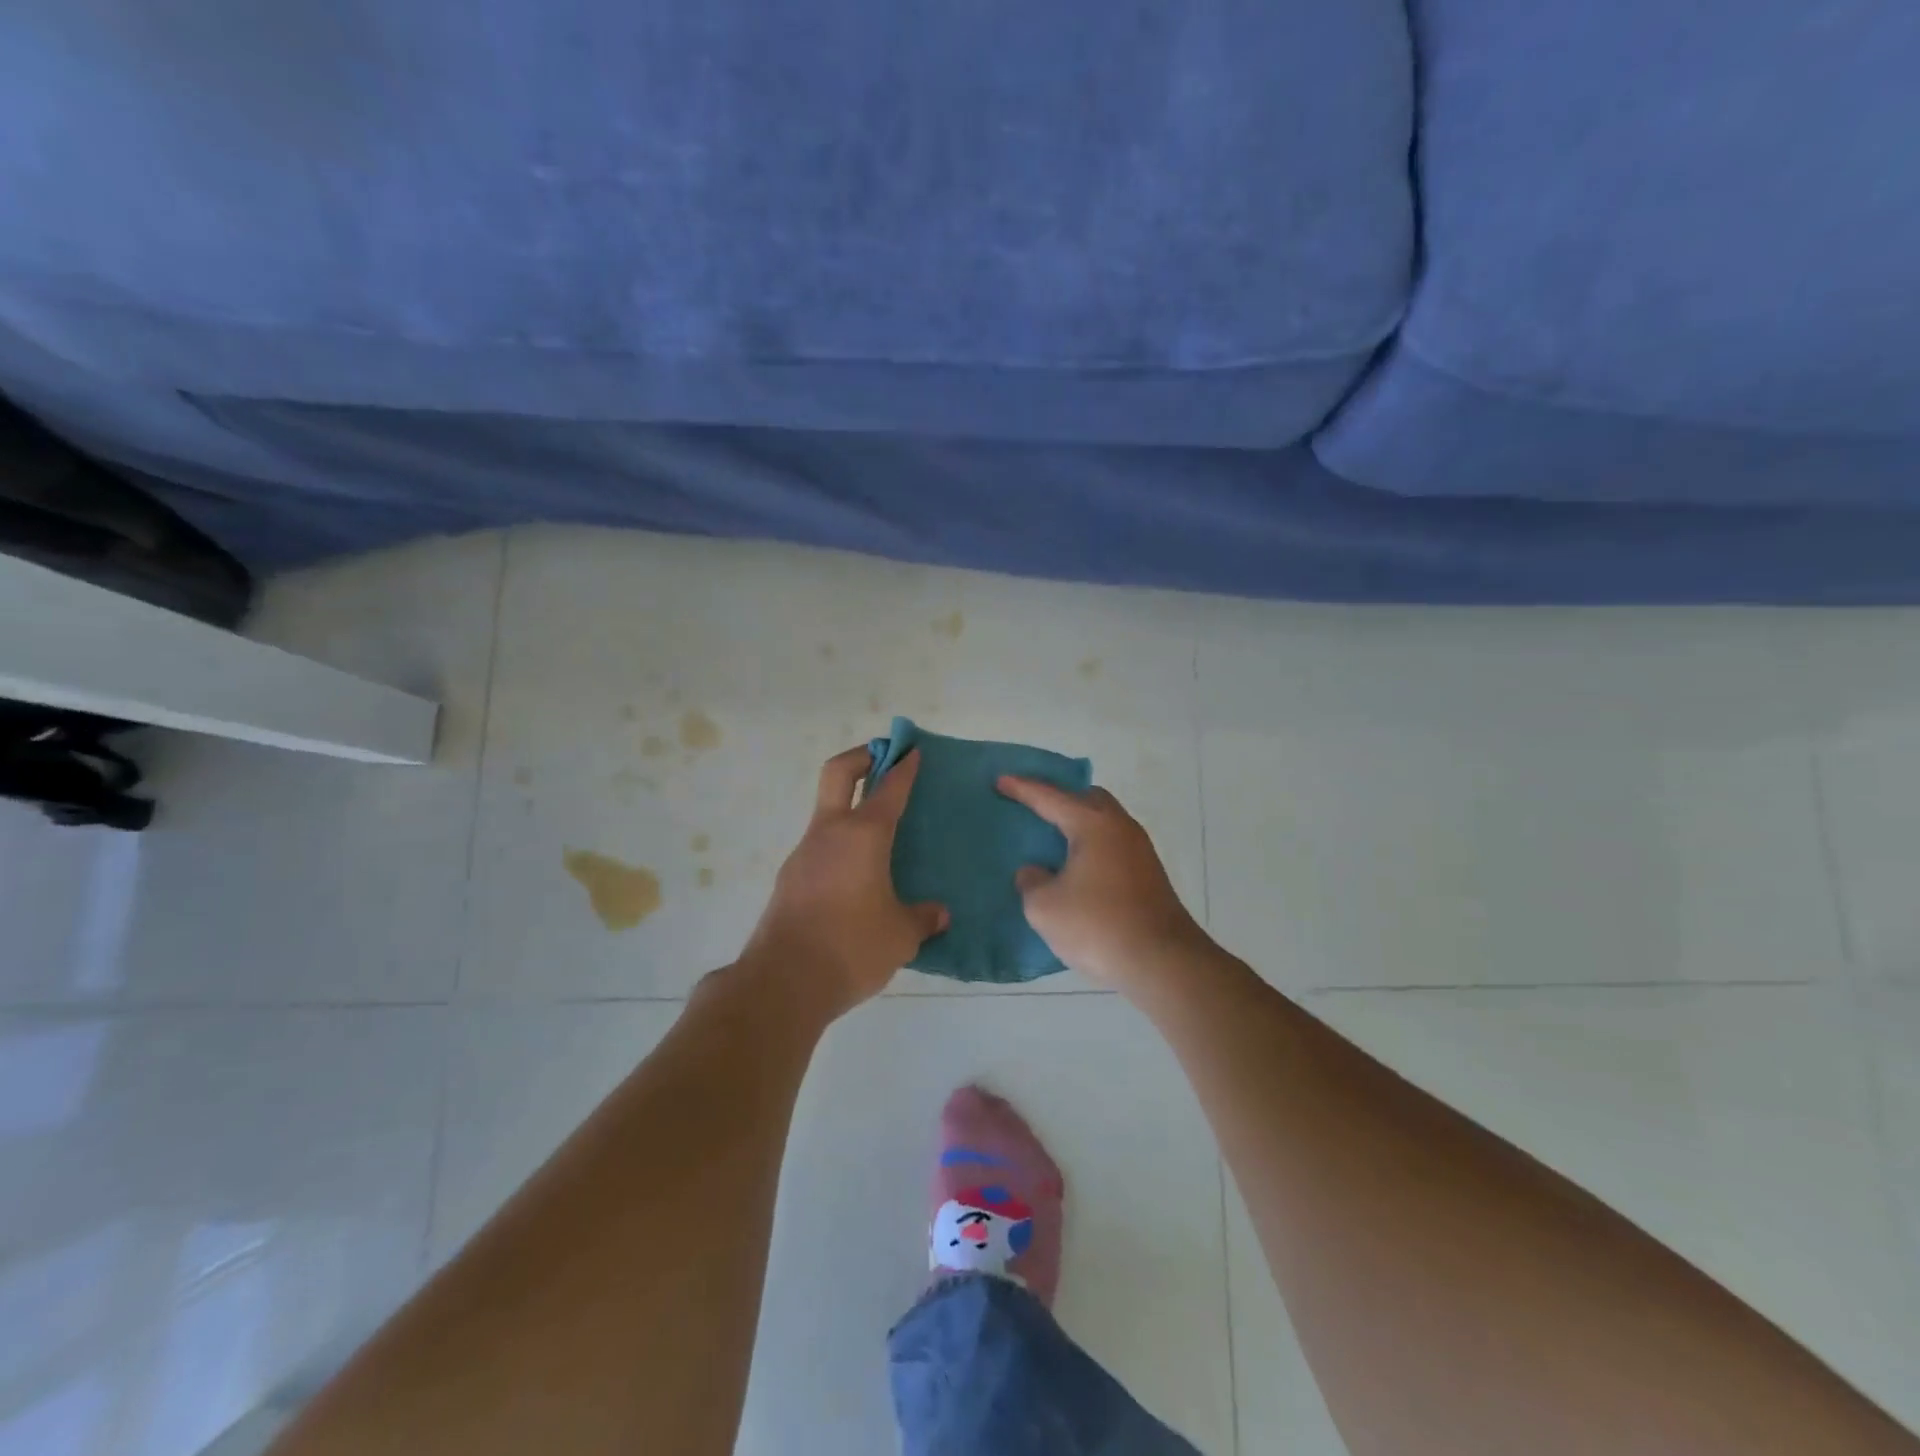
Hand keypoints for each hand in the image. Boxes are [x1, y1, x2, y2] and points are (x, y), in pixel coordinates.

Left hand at [741, 746, 948, 1018]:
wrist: (783, 982)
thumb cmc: (852, 947)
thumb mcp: (901, 936)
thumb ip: (923, 918)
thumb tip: (939, 914)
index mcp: (863, 835)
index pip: (888, 788)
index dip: (904, 767)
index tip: (913, 752)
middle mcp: (830, 833)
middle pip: (838, 773)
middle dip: (862, 756)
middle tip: (884, 758)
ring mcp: (804, 854)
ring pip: (827, 813)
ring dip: (850, 807)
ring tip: (879, 835)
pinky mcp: (790, 879)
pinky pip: (820, 848)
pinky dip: (840, 845)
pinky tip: (857, 877)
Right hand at [996, 777, 1208, 993]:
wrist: (1163, 962)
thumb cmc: (1098, 926)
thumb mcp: (1045, 908)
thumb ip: (1031, 882)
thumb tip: (1035, 872)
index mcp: (1093, 824)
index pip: (1050, 798)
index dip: (1022, 789)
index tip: (1000, 780)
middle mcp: (1120, 827)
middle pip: (1087, 799)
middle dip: (1060, 800)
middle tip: (1034, 809)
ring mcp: (1140, 850)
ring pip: (1104, 823)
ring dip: (1079, 826)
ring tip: (1053, 841)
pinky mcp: (1149, 875)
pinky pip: (1113, 846)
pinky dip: (1092, 847)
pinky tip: (1078, 870)